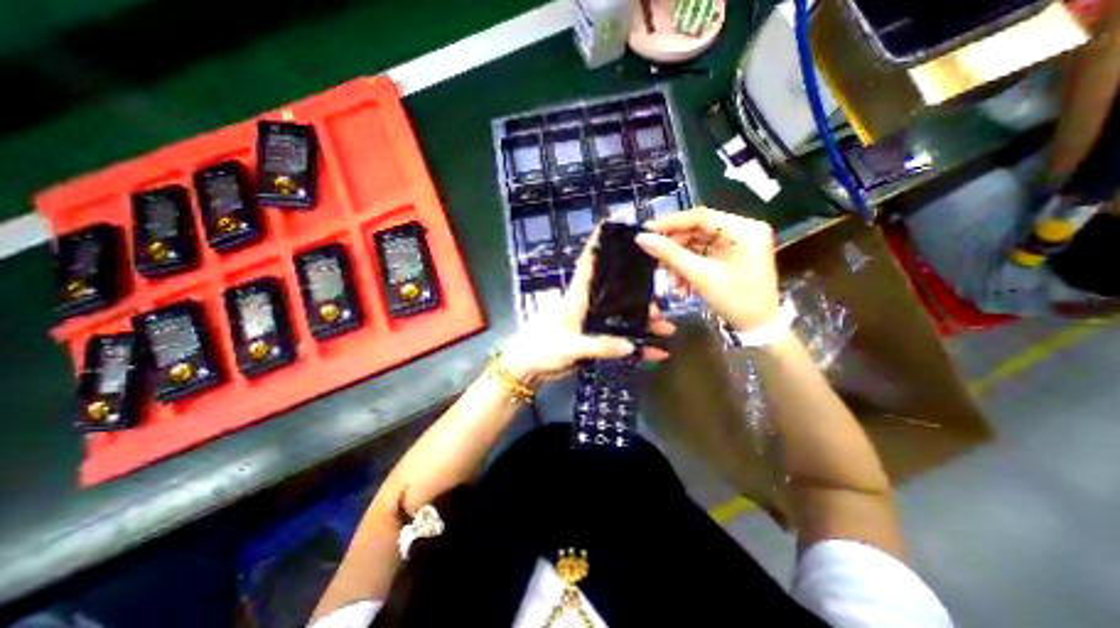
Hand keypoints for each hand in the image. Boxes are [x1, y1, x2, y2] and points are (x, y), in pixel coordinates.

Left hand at [498, 229, 671, 387]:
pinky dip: (636, 347)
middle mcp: (587, 306)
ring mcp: (592, 324)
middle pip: (616, 293)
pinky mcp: (594, 340)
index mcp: (576, 297)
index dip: (597, 245)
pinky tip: (654, 352)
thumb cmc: (541, 348)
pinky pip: (619, 341)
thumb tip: (631, 345)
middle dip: (639, 296)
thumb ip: (598, 345)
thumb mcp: (569, 346)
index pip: (588, 265)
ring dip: (643, 323)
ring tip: (666, 329)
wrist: (528, 369)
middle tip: (659, 306)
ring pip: (622, 317)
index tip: (612, 228)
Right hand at [634, 207, 780, 330]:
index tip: (647, 229)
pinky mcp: (730, 254)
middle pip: (698, 230)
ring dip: (680, 261)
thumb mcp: (700, 276)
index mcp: (744, 230)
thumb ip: (670, 255)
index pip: (701, 216)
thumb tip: (642, 238)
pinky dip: (688, 266)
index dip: (671, 222)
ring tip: (671, 281)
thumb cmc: (735, 300)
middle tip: (656, 260)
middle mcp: (742, 230)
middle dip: (675, 248)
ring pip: (697, 244)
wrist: (759, 326)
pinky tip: (681, 283)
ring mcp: (737, 243)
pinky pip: (702, 254)